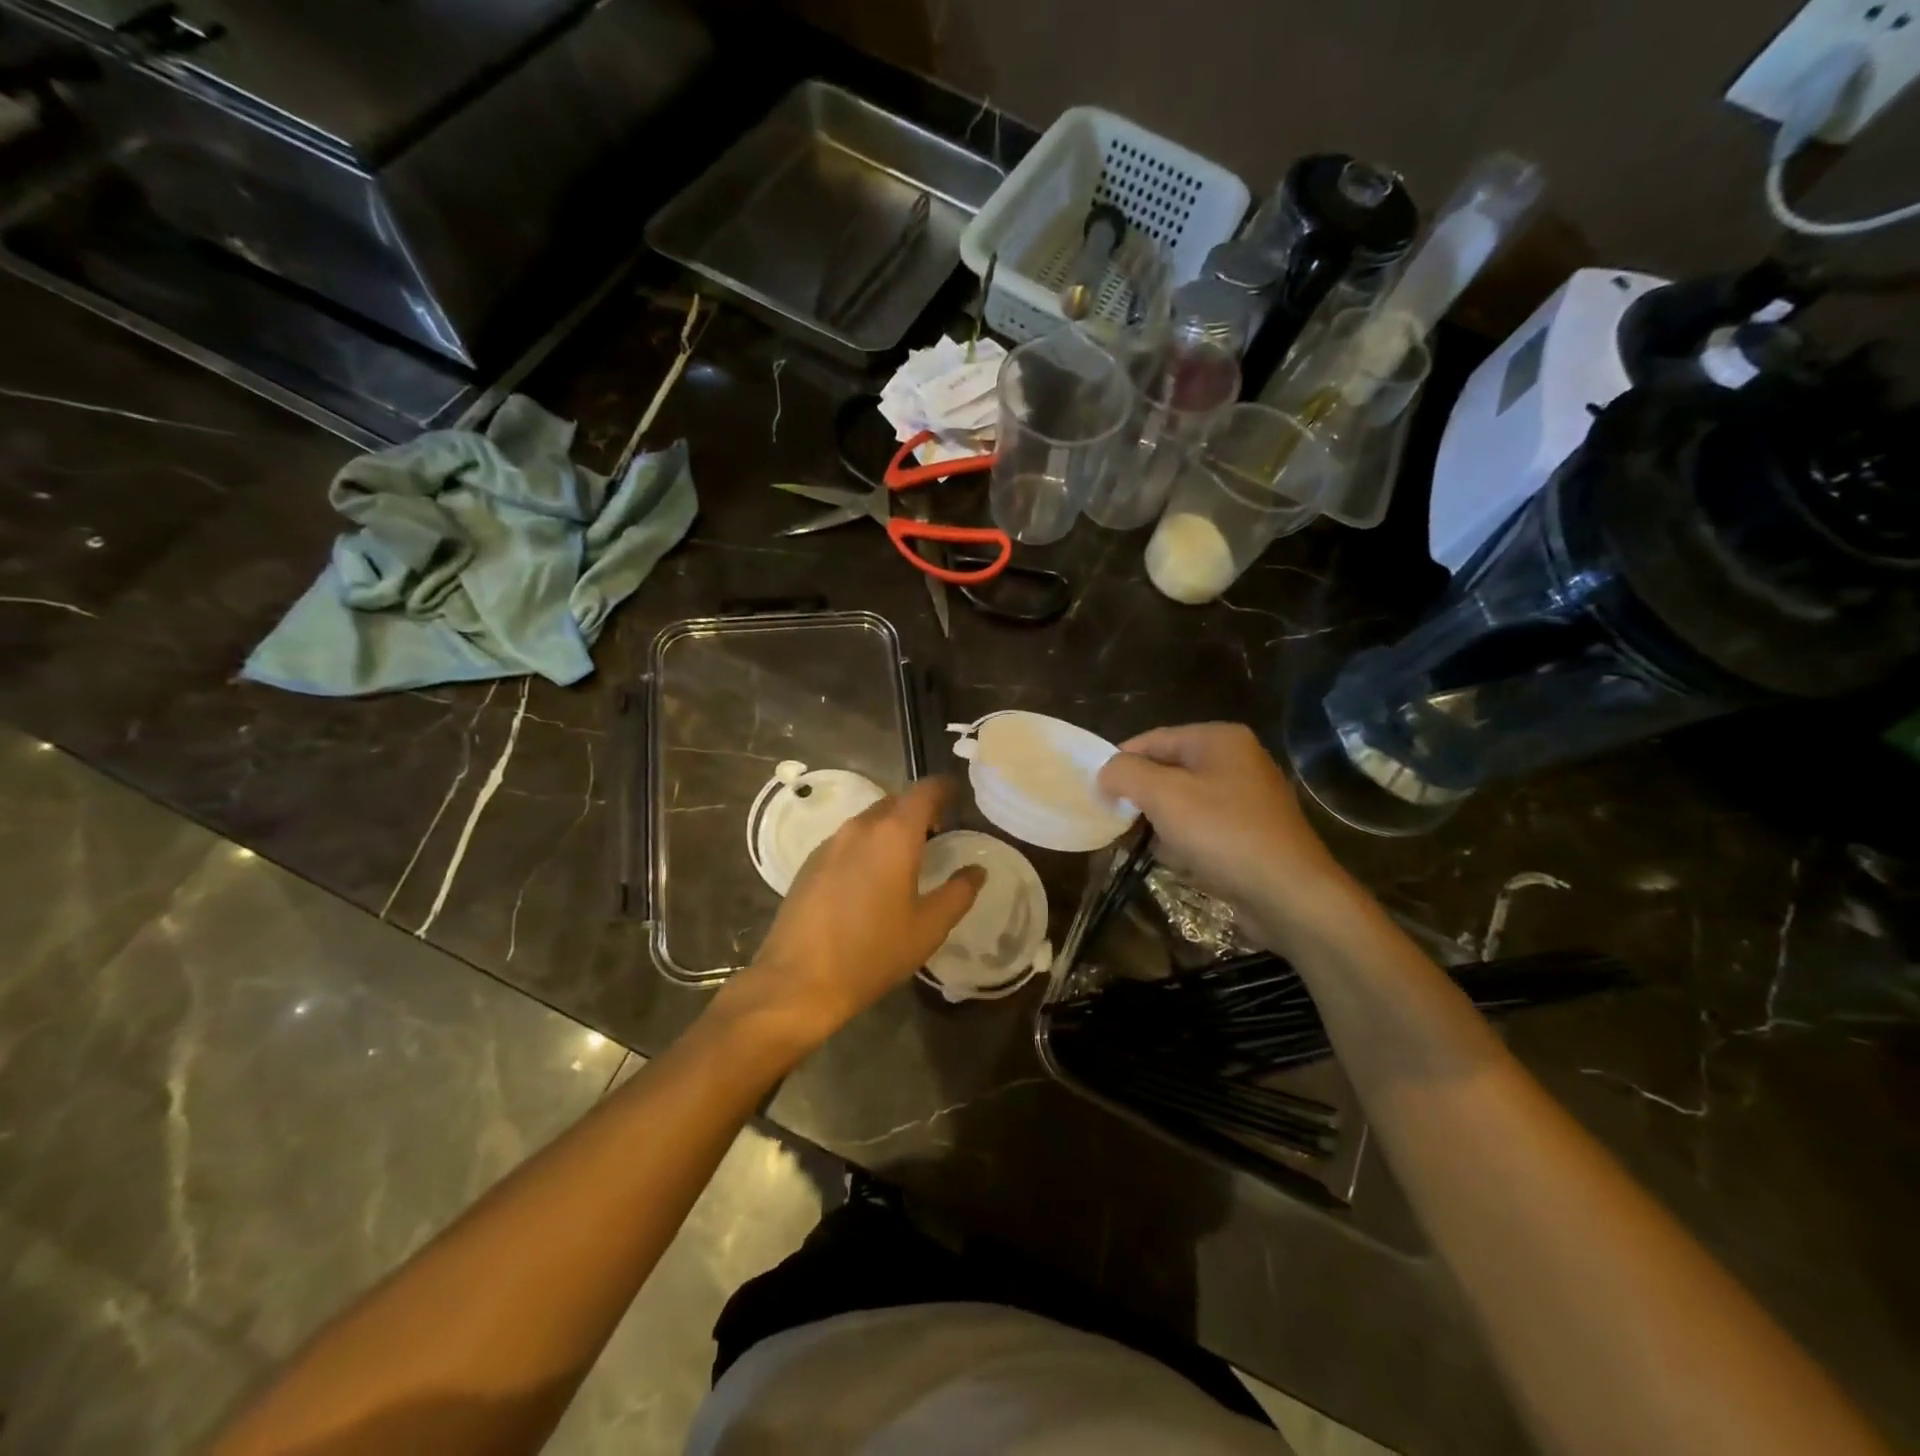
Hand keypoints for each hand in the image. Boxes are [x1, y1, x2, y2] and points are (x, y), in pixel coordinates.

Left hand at [717, 778, 983, 1052]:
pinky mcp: (809, 863)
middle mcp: (860, 827)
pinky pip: (847, 840)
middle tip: (938, 833)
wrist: (798, 980)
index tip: (958, 797)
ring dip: (891, 829)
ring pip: (869, 820)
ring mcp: (830, 843)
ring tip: (907, 858)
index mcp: (894, 834)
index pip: (925, 790)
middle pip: (895, 802)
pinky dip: (867, 846)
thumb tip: (977, 870)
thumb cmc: (872, 952)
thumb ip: (958, 893)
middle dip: (919, 810)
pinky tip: (871, 879)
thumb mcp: (928, 928)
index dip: (944, 788)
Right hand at [1097, 723, 1355, 951]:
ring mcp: (1248, 799)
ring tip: (1153, 847)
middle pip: (1168, 771)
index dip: (1120, 763)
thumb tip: (1106, 772)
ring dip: (1162, 825)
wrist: (1289, 895)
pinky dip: (1186, 842)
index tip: (1096, 792)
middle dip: (1142, 798)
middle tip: (1118, 822)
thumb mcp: (1163, 796)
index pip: (1153, 740)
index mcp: (1219, 740)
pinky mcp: (1252, 833)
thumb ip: (1125, 774)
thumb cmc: (1223, 834)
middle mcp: (1237, 761)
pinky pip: (1204, 828)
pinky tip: (1181, 862)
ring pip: (1183, 803)